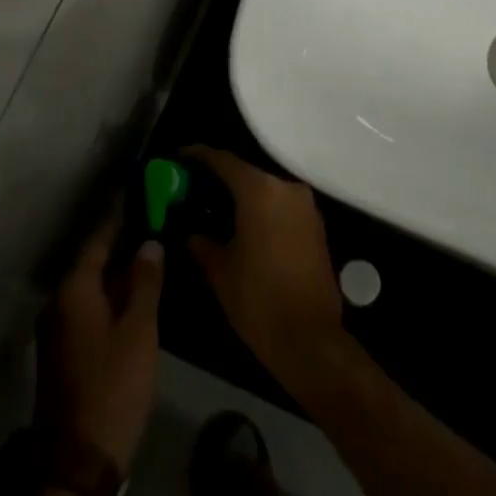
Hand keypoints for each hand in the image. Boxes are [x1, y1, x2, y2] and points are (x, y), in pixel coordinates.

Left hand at [35, 210, 164, 471]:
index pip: (98, 240)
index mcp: (74, 290)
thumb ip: (144, 283)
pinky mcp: (63, 351)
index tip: (140, 197)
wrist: (77, 462)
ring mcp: (57, 328)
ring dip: (116, 272)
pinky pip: (87, 307)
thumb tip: (149, 242)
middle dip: (121, 244)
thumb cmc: (113, 388)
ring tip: (149, 256)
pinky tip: (134, 298)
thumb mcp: (138, 332)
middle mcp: (58, 302)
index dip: (120, 218)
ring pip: (90, 287)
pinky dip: (110, 296)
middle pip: (92, 262)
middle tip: (153, 225)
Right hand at [183, 148, 345, 393]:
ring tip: (214, 208)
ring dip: (241, 194)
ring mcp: (305, 206)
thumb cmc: (258, 300)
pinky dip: (261, 208)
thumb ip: (201, 240)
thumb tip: (191, 230)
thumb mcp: (219, 270)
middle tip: (193, 188)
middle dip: (219, 177)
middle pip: (246, 172)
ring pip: (265, 188)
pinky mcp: (316, 225)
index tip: (179, 158)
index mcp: (260, 191)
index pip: (223, 160)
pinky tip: (242, 225)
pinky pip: (281, 205)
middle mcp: (286, 188)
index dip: (198, 156)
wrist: (310, 340)